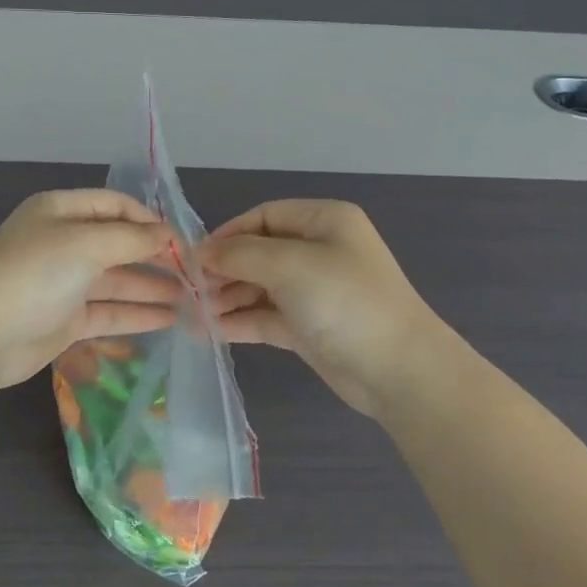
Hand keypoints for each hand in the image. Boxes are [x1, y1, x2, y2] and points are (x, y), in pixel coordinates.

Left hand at [0, 189, 179, 388]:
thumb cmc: (34, 274)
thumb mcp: (85, 244)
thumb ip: (131, 238)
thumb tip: (167, 234)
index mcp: (59, 211)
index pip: (113, 205)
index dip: (147, 218)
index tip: (182, 238)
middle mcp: (61, 243)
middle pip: (117, 243)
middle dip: (154, 255)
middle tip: (194, 271)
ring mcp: (63, 283)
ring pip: (115, 280)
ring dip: (151, 286)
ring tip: (192, 297)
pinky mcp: (65, 319)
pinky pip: (108, 311)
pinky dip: (136, 314)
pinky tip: (169, 318)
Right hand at [201, 200, 447, 417]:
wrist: (397, 370)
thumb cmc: (344, 301)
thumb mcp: (289, 265)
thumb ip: (239, 255)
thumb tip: (199, 252)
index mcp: (324, 222)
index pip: (265, 216)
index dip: (228, 233)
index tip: (194, 256)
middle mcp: (319, 251)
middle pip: (259, 252)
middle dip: (223, 269)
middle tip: (189, 288)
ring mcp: (313, 291)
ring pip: (258, 286)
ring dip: (226, 297)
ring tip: (193, 312)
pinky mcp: (308, 326)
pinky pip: (265, 316)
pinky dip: (238, 321)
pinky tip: (207, 330)